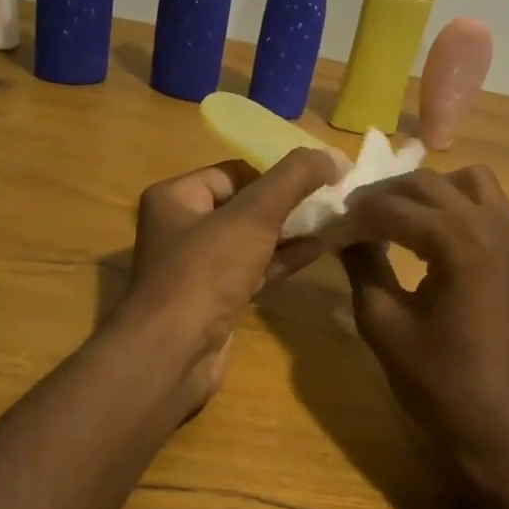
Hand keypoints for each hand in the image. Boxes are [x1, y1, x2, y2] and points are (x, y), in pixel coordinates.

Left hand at [120, 149, 340, 413]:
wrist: (172, 354)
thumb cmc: (206, 271)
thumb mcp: (253, 214)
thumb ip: (294, 178)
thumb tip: (334, 155)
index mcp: (175, 197)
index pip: (233, 172)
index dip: (274, 175)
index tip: (314, 183)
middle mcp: (182, 228)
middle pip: (245, 205)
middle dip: (288, 204)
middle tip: (331, 202)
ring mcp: (198, 268)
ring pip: (252, 240)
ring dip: (291, 232)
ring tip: (335, 222)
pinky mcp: (216, 300)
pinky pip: (255, 269)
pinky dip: (284, 259)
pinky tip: (321, 250)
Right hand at [335, 167, 508, 468]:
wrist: (507, 430)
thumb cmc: (441, 384)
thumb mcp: (385, 326)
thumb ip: (363, 267)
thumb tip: (343, 234)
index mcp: (461, 243)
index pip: (394, 208)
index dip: (354, 217)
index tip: (327, 230)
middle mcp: (494, 227)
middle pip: (430, 183)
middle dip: (385, 195)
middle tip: (353, 220)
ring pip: (470, 182)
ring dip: (428, 192)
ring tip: (398, 220)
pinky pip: (490, 207)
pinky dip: (457, 207)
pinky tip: (431, 240)